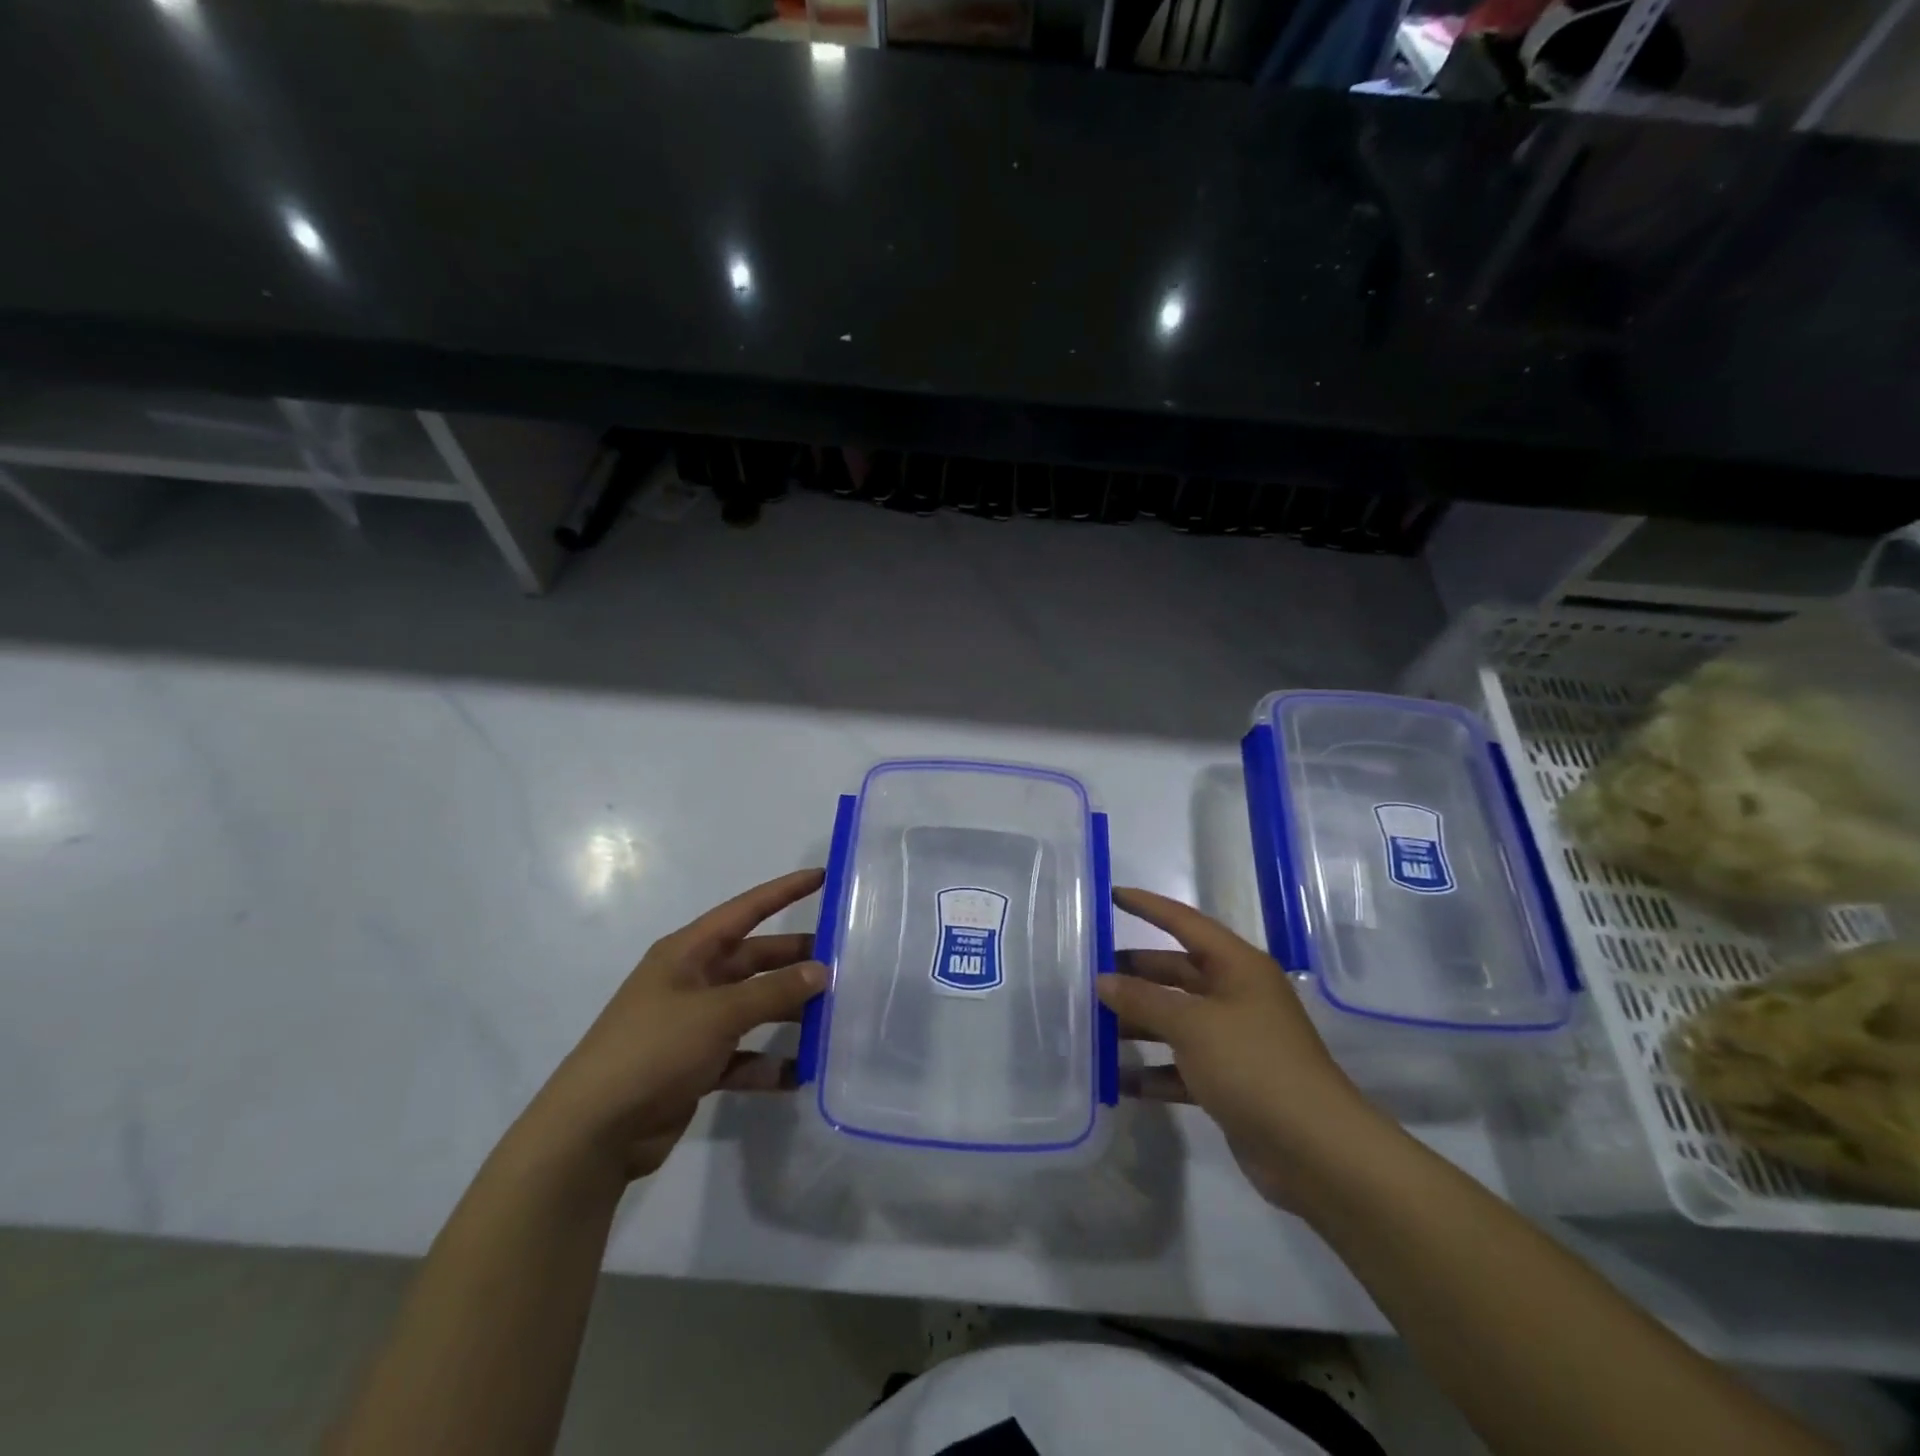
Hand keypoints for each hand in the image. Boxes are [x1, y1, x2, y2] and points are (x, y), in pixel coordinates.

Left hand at [524, 869, 826, 1182]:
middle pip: (755, 960)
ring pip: (754, 1007)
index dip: (784, 891)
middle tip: (844, 962)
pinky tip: (800, 1073)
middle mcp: (692, 981)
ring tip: (833, 1018)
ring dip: (788, 1013)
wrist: (592, 1132)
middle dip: (795, 960)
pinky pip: (743, 1055)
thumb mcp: (717, 1013)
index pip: (745, 910)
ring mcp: (693, 1025)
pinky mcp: (695, 1065)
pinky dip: (769, 1063)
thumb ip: (773, 992)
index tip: (822, 876)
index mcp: (688, 953)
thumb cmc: (653, 1051)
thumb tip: (822, 971)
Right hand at [1099, 886, 1385, 1208]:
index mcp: (1237, 967)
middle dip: (1135, 974)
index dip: (1148, 907)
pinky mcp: (1230, 1082)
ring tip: (1093, 1027)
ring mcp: (1234, 1041)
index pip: (1184, 922)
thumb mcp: (1192, 1025)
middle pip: (1176, 973)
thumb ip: (1144, 999)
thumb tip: (1103, 980)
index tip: (1111, 895)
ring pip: (1175, 1020)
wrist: (1317, 1151)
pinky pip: (1181, 1065)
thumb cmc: (1254, 1066)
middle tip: (1088, 973)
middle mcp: (1236, 996)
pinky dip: (1153, 1071)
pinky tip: (1120, 1081)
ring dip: (1138, 1024)